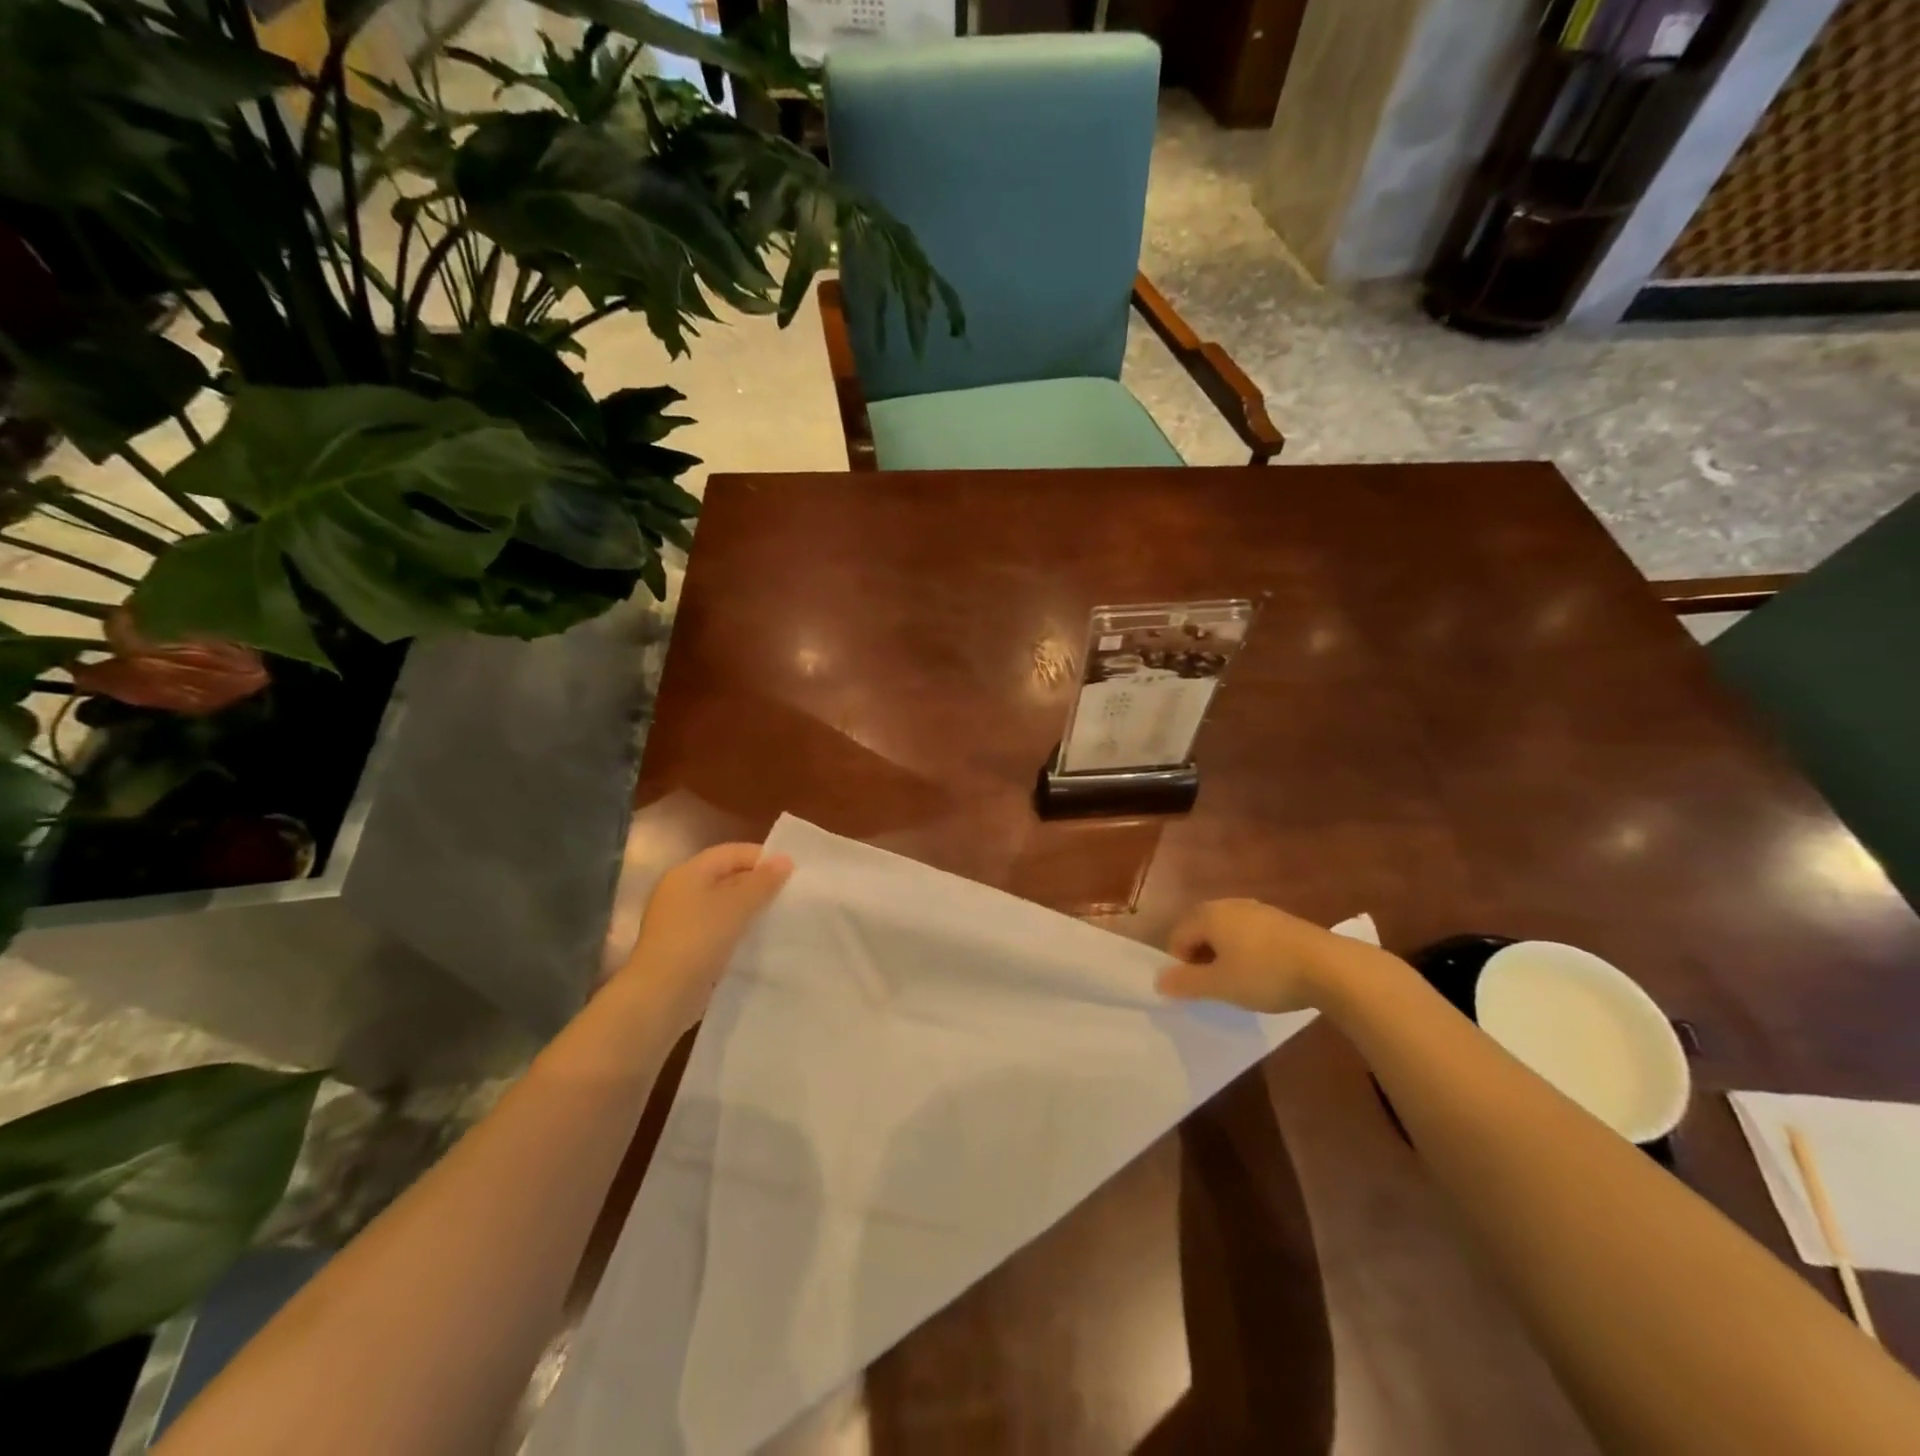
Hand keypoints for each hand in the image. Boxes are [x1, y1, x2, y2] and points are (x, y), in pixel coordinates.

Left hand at [615, 843, 793, 1036]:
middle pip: (725, 876)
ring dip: (749, 908)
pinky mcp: (683, 947)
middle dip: (757, 883)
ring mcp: (679, 921)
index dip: (761, 857)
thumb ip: (763, 882)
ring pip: (722, 905)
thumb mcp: (736, 906)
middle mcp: (680, 891)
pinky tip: (758, 939)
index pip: (730, 852)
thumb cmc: (698, 940)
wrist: (660, 995)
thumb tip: (785, 859)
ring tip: (779, 915)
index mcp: (687, 873)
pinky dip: (737, 929)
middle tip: (789, 893)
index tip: (792, 871)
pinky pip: (717, 928)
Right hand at [1156, 899, 1372, 1013]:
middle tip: (1217, 986)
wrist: (1330, 967)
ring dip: (1225, 955)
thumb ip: (1186, 983)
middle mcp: (1228, 904)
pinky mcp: (1281, 919)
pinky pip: (1250, 933)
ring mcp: (1257, 909)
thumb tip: (1158, 980)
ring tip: (1241, 982)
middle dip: (1202, 958)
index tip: (1199, 990)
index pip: (1177, 937)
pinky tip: (1266, 972)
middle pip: (1200, 930)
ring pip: (1227, 932)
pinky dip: (1248, 951)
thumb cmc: (1265, 974)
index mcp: (1208, 915)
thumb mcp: (1220, 985)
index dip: (1180, 965)